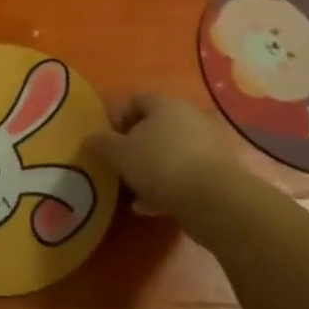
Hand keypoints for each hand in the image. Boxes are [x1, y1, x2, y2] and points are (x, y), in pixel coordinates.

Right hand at [88, 95, 251, 219]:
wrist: (214, 199)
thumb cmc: (160, 164)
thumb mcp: (120, 154)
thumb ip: (102, 144)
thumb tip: (89, 138)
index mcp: (165, 104)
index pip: (136, 100)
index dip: (117, 119)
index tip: (106, 142)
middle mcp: (189, 117)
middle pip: (155, 127)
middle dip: (135, 146)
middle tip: (119, 166)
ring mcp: (207, 144)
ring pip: (170, 152)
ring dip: (151, 169)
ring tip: (132, 191)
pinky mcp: (218, 172)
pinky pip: (185, 174)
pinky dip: (167, 186)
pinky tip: (150, 207)